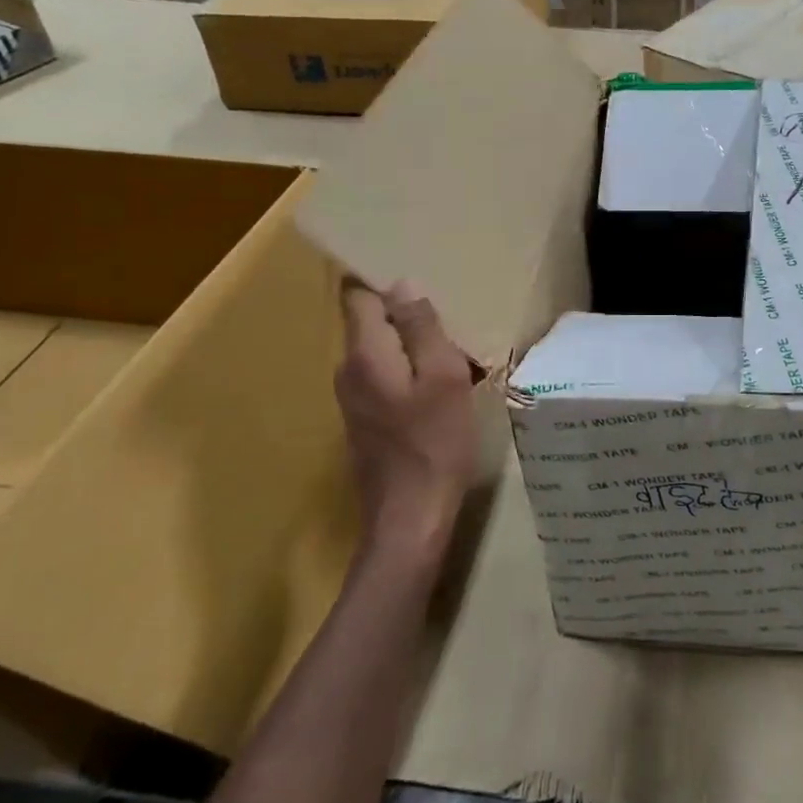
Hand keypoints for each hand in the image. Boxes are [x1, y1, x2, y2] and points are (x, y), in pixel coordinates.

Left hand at [336, 280, 476, 562]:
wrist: (410, 518)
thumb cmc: (434, 443)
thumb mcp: (442, 377)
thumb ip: (421, 328)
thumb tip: (403, 285)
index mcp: (365, 354)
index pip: (359, 297)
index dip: (386, 285)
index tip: (423, 284)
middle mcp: (348, 371)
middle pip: (371, 323)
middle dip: (408, 317)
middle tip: (452, 320)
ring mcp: (352, 399)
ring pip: (381, 352)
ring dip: (413, 347)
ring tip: (454, 352)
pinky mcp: (364, 421)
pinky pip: (385, 377)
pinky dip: (409, 372)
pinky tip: (441, 388)